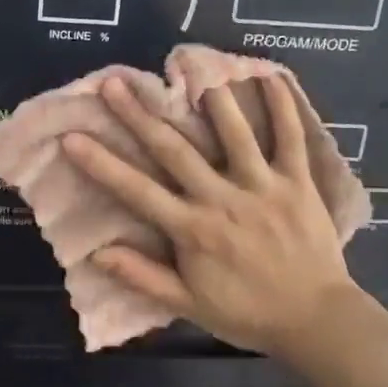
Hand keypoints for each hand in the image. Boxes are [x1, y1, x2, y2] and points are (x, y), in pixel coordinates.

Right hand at [60, 74, 358, 357]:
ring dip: (210, 98)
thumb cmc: (247, 313)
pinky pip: (291, 138)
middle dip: (140, 115)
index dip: (101, 164)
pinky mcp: (297, 182)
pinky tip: (268, 75)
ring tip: (189, 65)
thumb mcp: (189, 305)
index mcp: (193, 230)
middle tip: (114, 83)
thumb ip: (144, 277)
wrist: (315, 321)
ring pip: (234, 133)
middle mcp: (223, 200)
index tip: (72, 137)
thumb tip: (97, 253)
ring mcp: (263, 186)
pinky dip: (282, 107)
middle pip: (175, 150)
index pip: (138, 191)